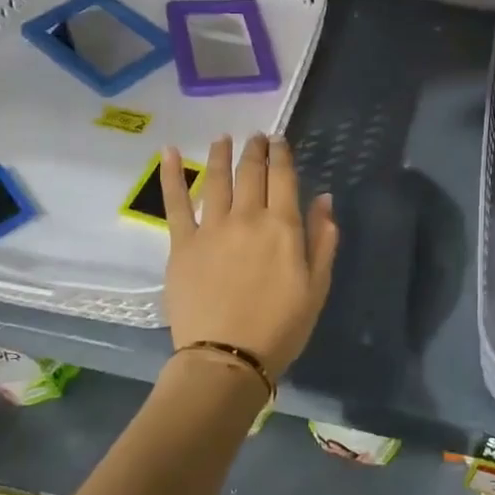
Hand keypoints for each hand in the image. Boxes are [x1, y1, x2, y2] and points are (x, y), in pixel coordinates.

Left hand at [163, 135, 338, 376]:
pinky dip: (171, 175)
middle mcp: (247, 217)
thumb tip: (325, 199)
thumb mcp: (317, 287)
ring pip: (216, 179)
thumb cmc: (281, 327)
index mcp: (283, 227)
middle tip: (256, 137)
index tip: (280, 141)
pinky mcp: (182, 244)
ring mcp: (212, 228)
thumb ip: (323, 240)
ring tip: (223, 138)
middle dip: (255, 150)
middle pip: (251, 173)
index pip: (283, 178)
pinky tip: (169, 152)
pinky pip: (176, 203)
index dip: (282, 155)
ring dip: (221, 154)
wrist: (228, 357)